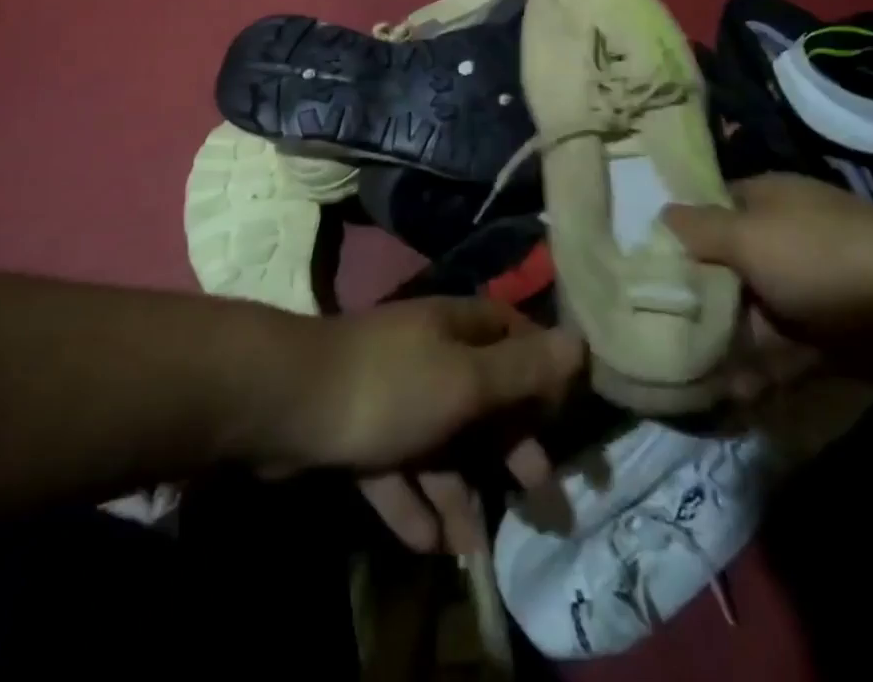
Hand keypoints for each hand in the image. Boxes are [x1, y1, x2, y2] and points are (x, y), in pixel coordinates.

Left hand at [296, 299, 583, 553]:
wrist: (292, 402)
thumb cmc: (393, 385)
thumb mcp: (468, 380)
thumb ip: (523, 370)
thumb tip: (580, 341)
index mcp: (454, 328)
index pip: (511, 335)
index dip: (541, 370)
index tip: (565, 415)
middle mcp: (426, 354)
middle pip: (481, 398)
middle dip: (510, 447)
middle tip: (543, 498)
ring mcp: (391, 393)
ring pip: (440, 442)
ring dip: (459, 490)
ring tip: (478, 542)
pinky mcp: (359, 431)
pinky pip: (398, 469)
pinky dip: (414, 502)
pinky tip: (429, 544)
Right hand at [665, 173, 872, 378]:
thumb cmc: (823, 258)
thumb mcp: (748, 236)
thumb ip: (699, 231)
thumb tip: (660, 214)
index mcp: (761, 204)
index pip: (705, 213)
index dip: (672, 235)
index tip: (635, 265)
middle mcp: (779, 242)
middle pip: (723, 268)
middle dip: (691, 299)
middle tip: (647, 331)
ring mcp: (804, 292)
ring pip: (750, 316)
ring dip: (722, 344)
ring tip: (681, 374)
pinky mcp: (827, 339)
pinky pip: (782, 355)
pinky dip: (759, 374)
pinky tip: (730, 397)